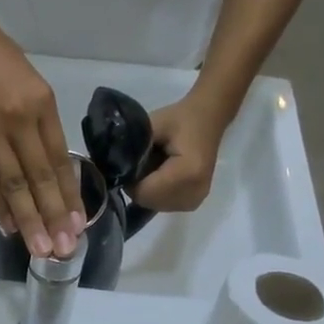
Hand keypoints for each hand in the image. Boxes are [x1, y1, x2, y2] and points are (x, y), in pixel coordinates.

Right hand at [0, 0, 82, 258]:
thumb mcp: (26, 80)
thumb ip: (36, 121)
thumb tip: (44, 166)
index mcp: (41, 102)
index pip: (59, 159)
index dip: (69, 195)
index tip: (78, 224)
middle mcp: (18, 118)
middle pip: (40, 177)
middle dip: (53, 216)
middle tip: (64, 248)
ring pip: (13, 184)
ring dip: (28, 220)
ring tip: (39, 248)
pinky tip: (7, 225)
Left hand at [131, 94, 232, 211]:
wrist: (209, 119)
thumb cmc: (181, 118)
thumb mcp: (154, 125)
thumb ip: (134, 148)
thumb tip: (114, 169)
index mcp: (187, 173)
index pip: (144, 192)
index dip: (130, 180)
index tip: (128, 164)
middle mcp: (194, 192)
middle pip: (149, 201)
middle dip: (138, 186)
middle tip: (141, 163)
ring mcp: (195, 200)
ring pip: (154, 205)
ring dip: (147, 190)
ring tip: (153, 167)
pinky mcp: (193, 202)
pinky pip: (164, 205)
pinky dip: (157, 193)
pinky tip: (161, 176)